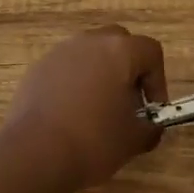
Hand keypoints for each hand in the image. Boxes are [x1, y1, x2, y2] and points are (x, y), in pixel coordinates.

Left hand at [3, 25, 167, 191]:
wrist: (35, 151)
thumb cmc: (93, 140)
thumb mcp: (133, 140)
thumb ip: (150, 128)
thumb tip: (151, 126)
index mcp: (119, 51)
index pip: (150, 51)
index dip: (158, 79)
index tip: (151, 110)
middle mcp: (90, 41)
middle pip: (119, 42)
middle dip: (128, 68)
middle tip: (127, 102)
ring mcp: (61, 50)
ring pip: (90, 52)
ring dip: (100, 72)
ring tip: (98, 109)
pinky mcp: (39, 66)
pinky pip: (66, 66)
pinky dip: (75, 81)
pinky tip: (71, 113)